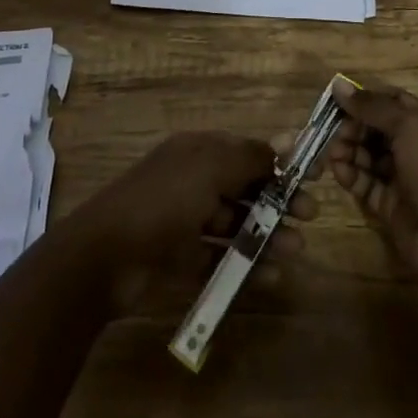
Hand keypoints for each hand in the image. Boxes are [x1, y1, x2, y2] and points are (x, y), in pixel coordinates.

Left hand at [61, 131, 318, 312]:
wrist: (103, 257)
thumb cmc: (163, 201)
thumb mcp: (210, 168)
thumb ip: (252, 156)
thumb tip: (289, 140)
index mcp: (199, 151)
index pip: (248, 151)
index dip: (281, 162)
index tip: (314, 175)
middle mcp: (194, 180)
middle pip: (245, 187)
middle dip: (279, 200)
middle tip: (311, 216)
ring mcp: (184, 220)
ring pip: (234, 224)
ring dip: (267, 234)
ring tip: (297, 251)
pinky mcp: (177, 258)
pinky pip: (217, 257)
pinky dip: (243, 265)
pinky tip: (271, 277)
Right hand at [327, 79, 417, 297]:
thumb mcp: (409, 128)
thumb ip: (373, 106)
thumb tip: (339, 85)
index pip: (392, 101)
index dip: (365, 98)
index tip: (335, 99)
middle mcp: (416, 148)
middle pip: (378, 129)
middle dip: (353, 126)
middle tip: (330, 130)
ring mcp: (404, 179)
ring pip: (369, 157)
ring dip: (349, 150)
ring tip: (330, 152)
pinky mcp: (391, 207)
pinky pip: (366, 185)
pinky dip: (351, 176)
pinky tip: (337, 170)